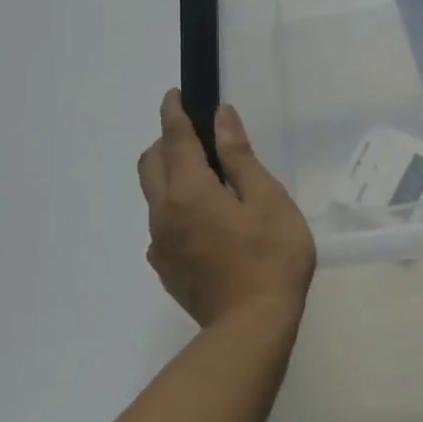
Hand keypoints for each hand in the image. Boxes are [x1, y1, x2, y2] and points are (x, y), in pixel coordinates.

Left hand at [138, 93, 316, 331]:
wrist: (252, 327)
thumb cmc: (271, 257)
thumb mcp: (268, 200)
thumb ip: (239, 157)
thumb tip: (221, 117)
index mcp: (189, 191)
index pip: (174, 140)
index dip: (174, 113)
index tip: (174, 94)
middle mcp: (164, 213)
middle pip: (151, 164)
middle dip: (166, 141)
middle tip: (196, 135)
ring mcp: (161, 243)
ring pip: (154, 195)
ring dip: (170, 174)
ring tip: (208, 179)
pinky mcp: (166, 267)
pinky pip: (163, 224)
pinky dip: (176, 207)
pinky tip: (206, 222)